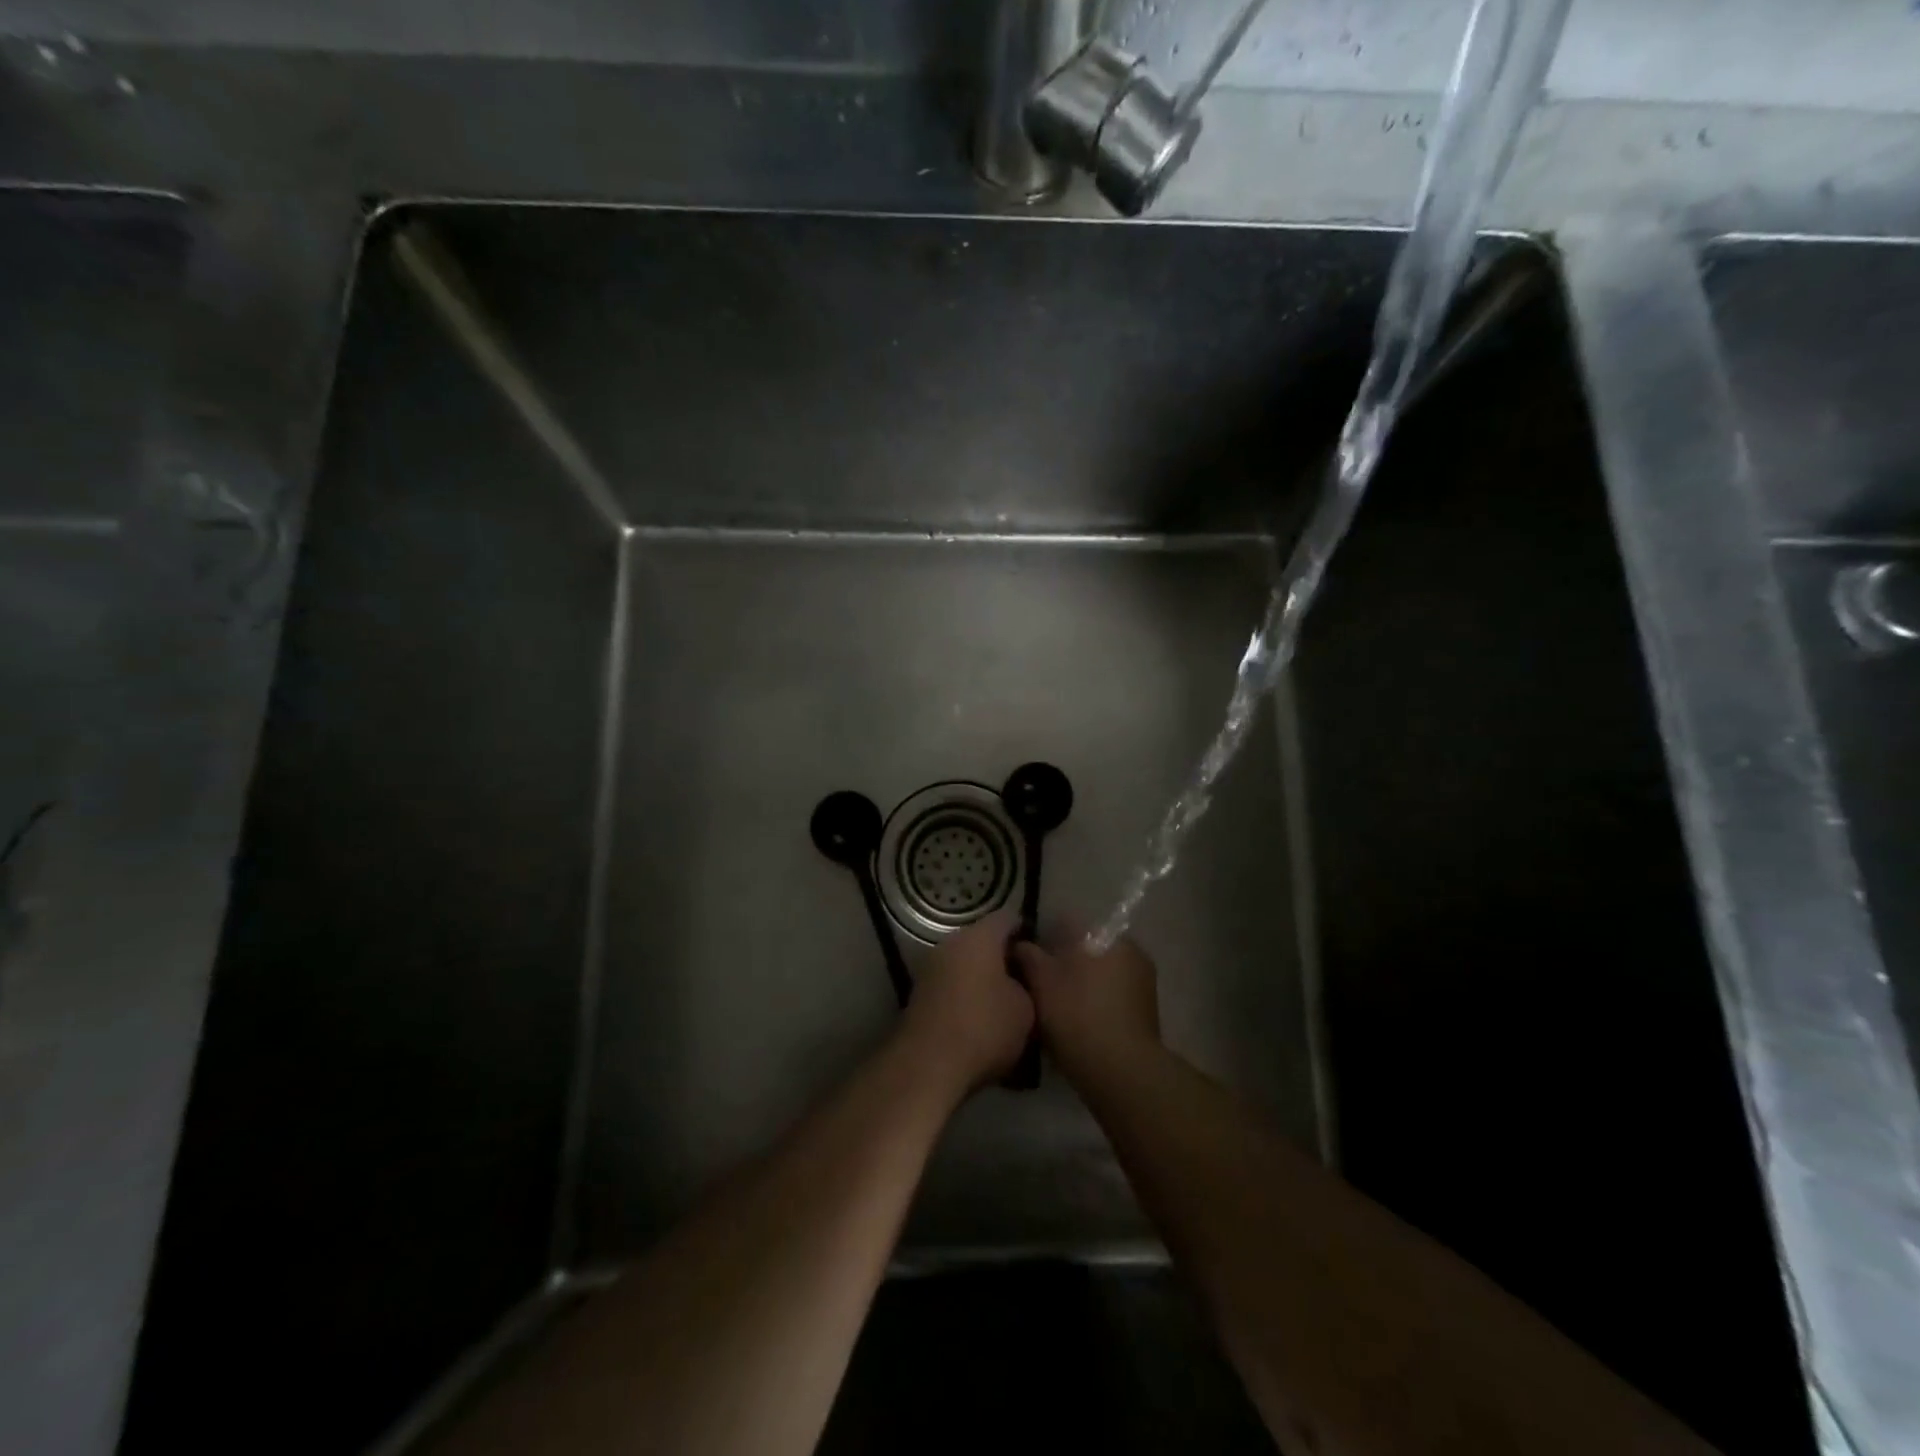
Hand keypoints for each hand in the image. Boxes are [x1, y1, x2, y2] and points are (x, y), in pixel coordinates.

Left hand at [897, 911, 1035, 1098]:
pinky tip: (980, 1019)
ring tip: (1005, 1003)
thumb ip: (1027, 985)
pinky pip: (951, 985)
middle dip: (1004, 958)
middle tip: (1027, 980)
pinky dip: (966, 995)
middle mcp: (951, 943)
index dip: (1027, 932)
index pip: (1008, 919)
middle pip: (983, 941)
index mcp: (979, 936)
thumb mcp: (1026, 1009)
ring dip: (982, 978)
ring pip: (965, 964)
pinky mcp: (919, 994)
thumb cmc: (984, 1027)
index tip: (1042, 952)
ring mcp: (931, 967)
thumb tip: (1018, 980)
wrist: (929, 1064)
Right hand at [1011, 928, 1161, 1083]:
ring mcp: (1143, 979)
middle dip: (1065, 961)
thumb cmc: (1077, 1015)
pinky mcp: (1148, 1008)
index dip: (1043, 938)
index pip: (1067, 923)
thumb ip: (1028, 955)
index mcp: (1103, 934)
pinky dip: (1097, 1001)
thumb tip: (1020, 943)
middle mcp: (1129, 948)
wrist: (1121, 1071)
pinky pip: (1113, 994)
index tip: (1027, 957)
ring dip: (1082, 983)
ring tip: (1058, 1007)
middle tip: (1040, 984)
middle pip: (1087, 947)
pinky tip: (1080, 1022)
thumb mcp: (1041, 981)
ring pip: (1101, 971)